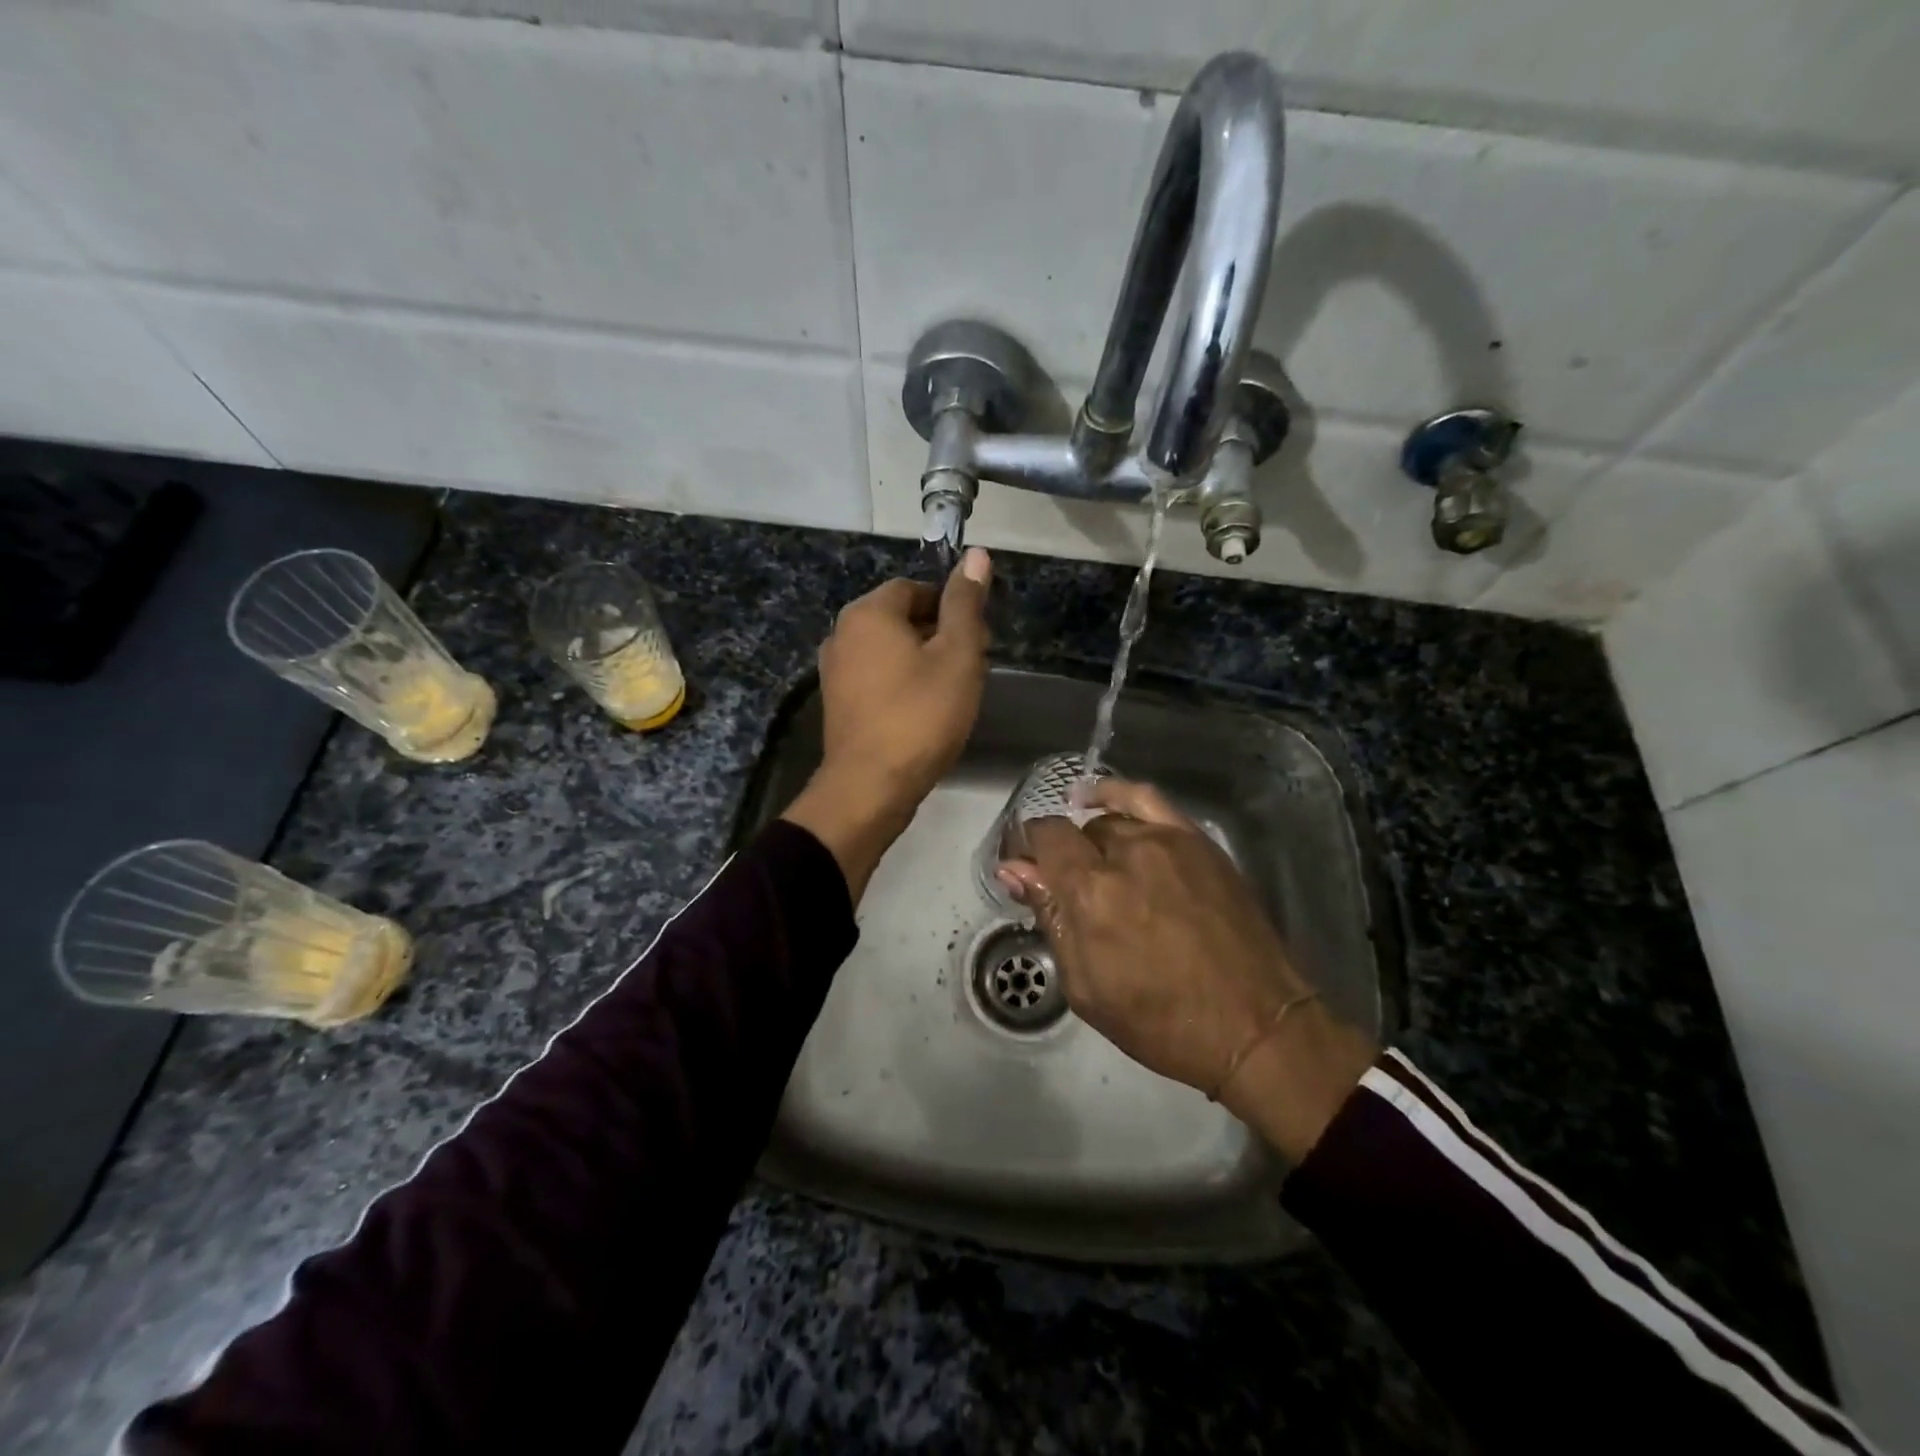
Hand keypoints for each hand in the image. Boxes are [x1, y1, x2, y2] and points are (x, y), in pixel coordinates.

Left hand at [782, 549, 991, 898]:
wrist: (871, 786)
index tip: (975, 637)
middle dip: (936, 634)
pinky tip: (921, 711)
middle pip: (899, 618)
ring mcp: (834, 670)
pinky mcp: (836, 702)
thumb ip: (966, 604)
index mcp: (868, 612)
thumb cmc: (921, 715)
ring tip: (949, 691)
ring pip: (887, 650)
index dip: (949, 607)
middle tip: (968, 667)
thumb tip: (977, 554)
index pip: (915, 588)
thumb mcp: (957, 655)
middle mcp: (842, 633)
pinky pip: (874, 677)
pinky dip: (899, 684)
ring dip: (919, 661)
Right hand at [997, 779, 1376, 1161]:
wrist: (1255, 1026)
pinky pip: (1148, 800)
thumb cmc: (1161, 1021)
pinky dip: (1118, 795)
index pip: (1043, 839)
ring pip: (1110, 821)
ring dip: (1093, 842)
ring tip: (1095, 868)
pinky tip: (1100, 801)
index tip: (1023, 871)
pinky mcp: (1198, 841)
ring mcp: (1167, 841)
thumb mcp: (1086, 987)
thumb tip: (1013, 870)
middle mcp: (1126, 852)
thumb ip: (1049, 917)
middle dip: (1061, 856)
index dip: (1025, 850)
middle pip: (1076, 832)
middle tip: (1065, 890)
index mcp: (1091, 891)